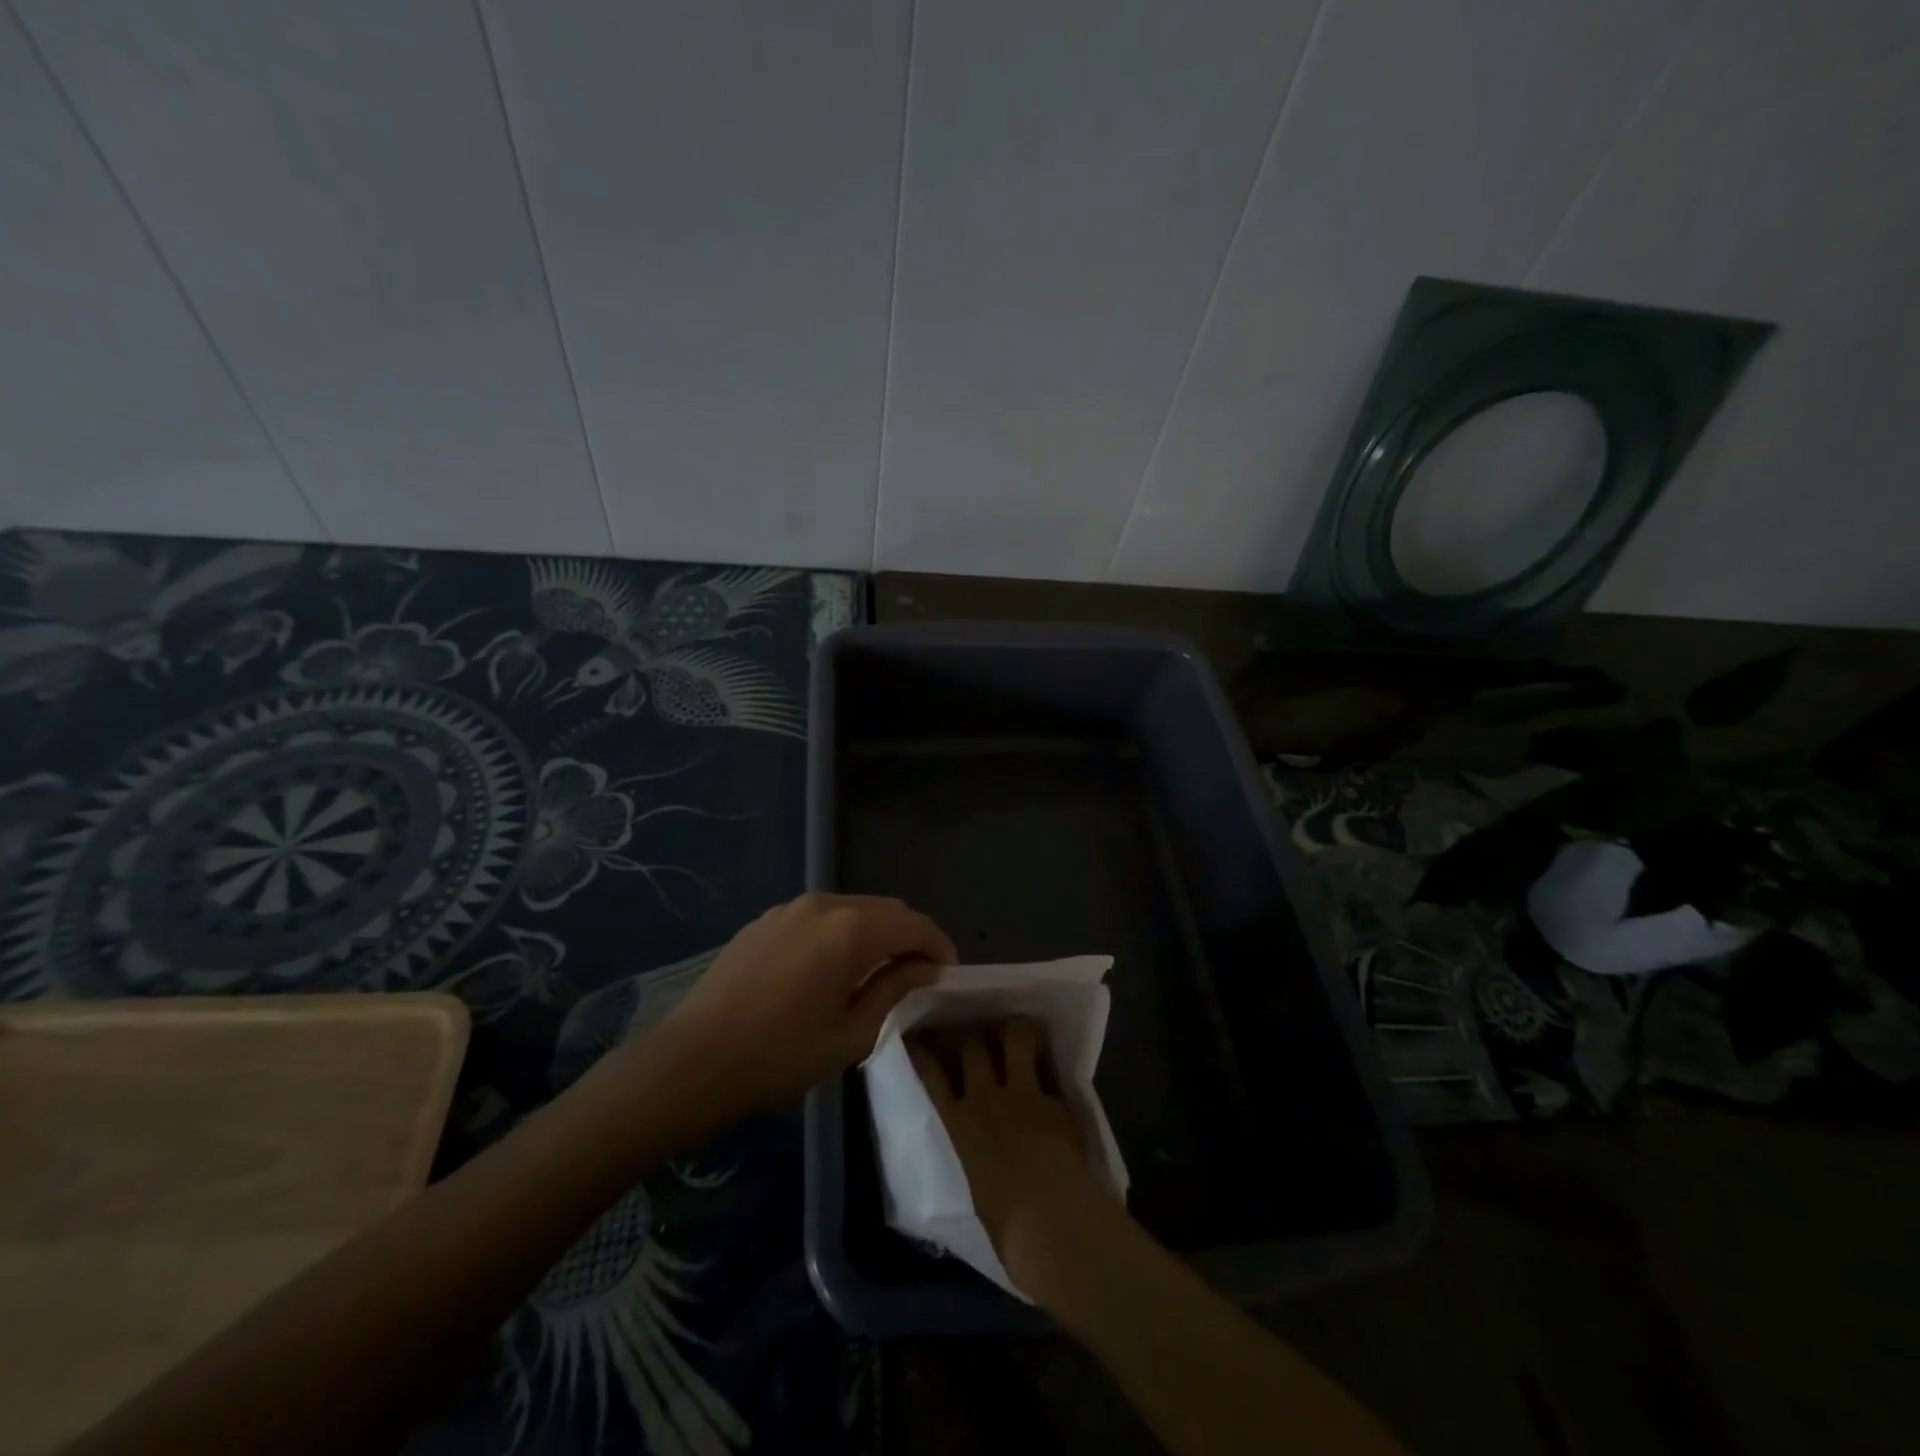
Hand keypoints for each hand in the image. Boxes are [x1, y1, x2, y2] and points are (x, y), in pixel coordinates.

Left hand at [653, 893, 955, 1116]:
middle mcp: (826, 904)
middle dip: (910, 936)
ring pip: (853, 908)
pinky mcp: (767, 919)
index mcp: (853, 930)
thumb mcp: (851, 1034)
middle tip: (918, 973)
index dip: (939, 946)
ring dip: (876, 932)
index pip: (914, 925)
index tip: (948, 974)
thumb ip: (894, 990)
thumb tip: (924, 967)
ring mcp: (791, 907)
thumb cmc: (780, 1056)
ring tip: (878, 970)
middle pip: (887, 909)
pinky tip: (832, 966)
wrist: (692, 1060)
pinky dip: (842, 931)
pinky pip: (820, 915)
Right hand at [910, 1020, 1127, 1312]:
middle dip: (971, 1034)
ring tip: (1015, 1030)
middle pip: (970, 1044)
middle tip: (974, 1031)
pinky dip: (1048, 1058)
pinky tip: (1049, 1054)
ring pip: (1014, 1037)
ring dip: (1013, 1030)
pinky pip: (1049, 1064)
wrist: (1055, 1224)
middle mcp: (984, 1098)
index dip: (921, 1052)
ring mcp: (1023, 1092)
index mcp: (957, 1126)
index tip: (916, 1037)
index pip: (929, 1076)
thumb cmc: (1007, 1231)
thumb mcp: (974, 1194)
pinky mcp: (1056, 1098)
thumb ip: (971, 1163)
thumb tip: (974, 1162)